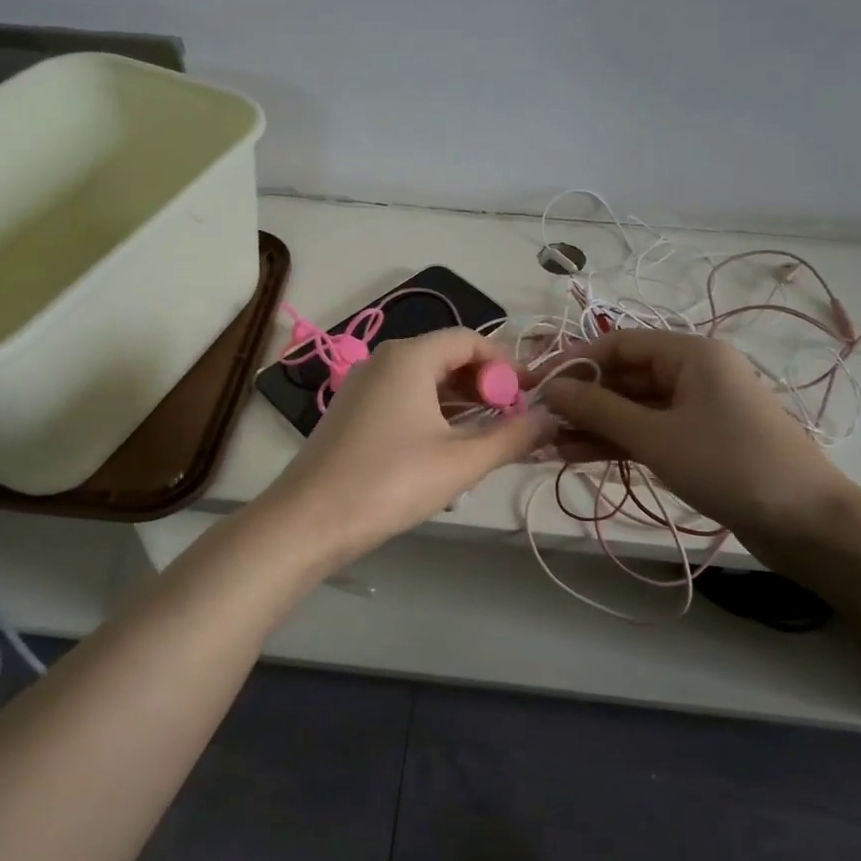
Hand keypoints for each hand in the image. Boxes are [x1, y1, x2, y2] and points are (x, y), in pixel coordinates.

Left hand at [263, 327, 555, 565]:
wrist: (309, 521)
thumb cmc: (390, 482)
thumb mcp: (461, 462)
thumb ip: (513, 437)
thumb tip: (552, 418)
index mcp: (409, 357)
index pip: (470, 339)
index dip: (505, 365)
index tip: (528, 399)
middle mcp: (383, 360)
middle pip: (447, 358)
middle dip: (484, 388)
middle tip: (510, 425)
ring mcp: (362, 386)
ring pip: (425, 383)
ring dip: (460, 408)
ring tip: (483, 446)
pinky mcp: (351, 413)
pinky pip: (403, 401)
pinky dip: (431, 418)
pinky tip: (443, 456)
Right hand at [536, 329, 860, 554]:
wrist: (807, 523)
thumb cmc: (729, 465)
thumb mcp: (656, 436)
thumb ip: (598, 410)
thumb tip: (549, 389)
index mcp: (690, 353)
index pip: (617, 344)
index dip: (573, 363)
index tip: (534, 386)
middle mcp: (693, 372)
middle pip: (624, 376)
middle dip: (580, 399)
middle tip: (536, 423)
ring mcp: (697, 408)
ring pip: (633, 408)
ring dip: (593, 424)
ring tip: (547, 445)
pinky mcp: (698, 440)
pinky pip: (648, 431)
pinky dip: (616, 442)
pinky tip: (577, 456)